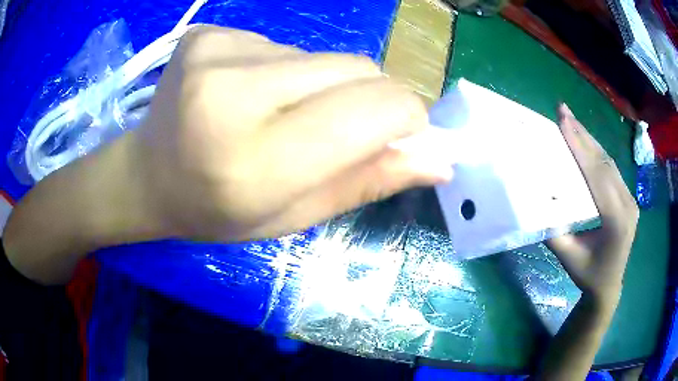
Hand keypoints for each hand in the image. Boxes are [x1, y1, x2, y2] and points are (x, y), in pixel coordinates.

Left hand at [131, 26, 451, 241]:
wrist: (146, 175)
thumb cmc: (214, 210)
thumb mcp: (292, 216)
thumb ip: (366, 181)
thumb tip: (438, 160)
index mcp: (255, 158)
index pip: (373, 108)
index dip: (406, 117)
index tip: (405, 134)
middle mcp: (233, 91)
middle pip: (356, 68)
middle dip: (371, 99)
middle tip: (342, 129)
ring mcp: (216, 52)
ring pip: (322, 56)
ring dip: (324, 86)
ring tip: (281, 115)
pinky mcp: (209, 33)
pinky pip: (282, 46)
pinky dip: (286, 72)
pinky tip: (251, 94)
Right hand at [548, 104, 638, 305]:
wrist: (609, 286)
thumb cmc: (589, 275)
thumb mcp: (569, 258)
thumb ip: (555, 232)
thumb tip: (537, 204)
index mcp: (616, 219)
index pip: (597, 176)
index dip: (579, 147)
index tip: (563, 121)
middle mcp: (627, 203)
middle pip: (604, 162)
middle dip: (583, 135)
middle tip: (564, 110)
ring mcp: (630, 199)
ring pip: (609, 162)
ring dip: (590, 140)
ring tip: (572, 121)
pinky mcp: (628, 198)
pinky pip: (612, 170)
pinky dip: (597, 153)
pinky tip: (586, 143)